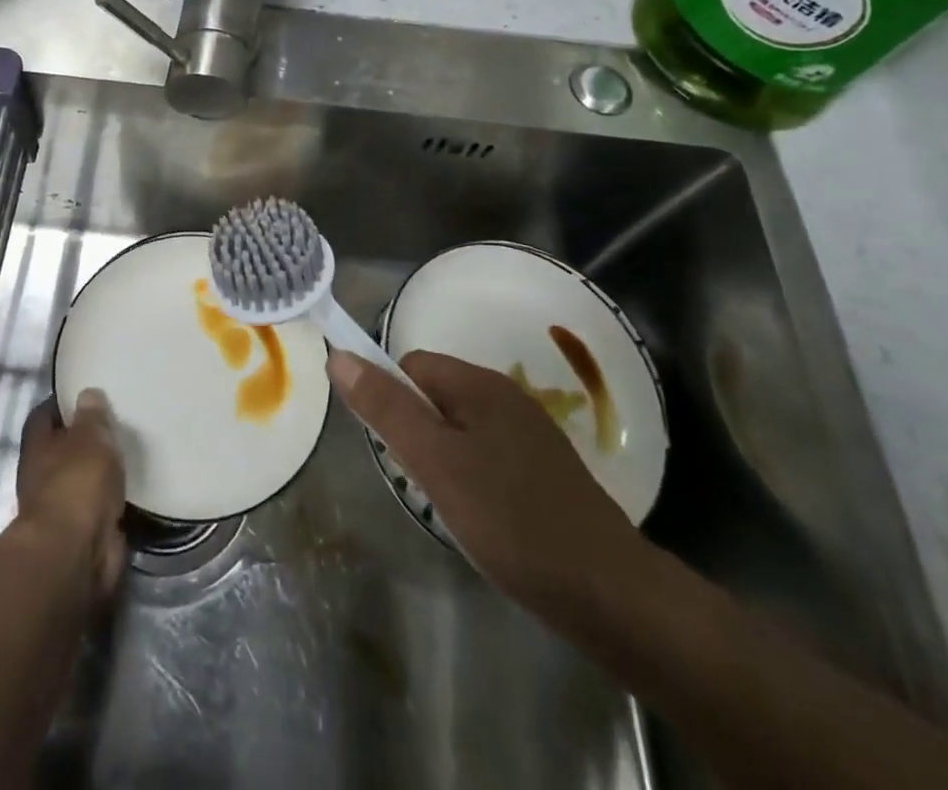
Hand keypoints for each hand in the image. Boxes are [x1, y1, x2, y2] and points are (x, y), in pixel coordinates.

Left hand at [16, 390, 126, 599]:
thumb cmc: (77, 483)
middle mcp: (43, 476)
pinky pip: (99, 505)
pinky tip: (133, 483)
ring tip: (129, 448)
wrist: (76, 553)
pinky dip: (112, 497)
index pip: (44, 415)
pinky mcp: (84, 532)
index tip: (84, 392)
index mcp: (38, 447)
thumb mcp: (90, 437)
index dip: (62, 404)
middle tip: (115, 419)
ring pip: (82, 478)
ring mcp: (62, 506)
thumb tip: (87, 394)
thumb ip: (92, 416)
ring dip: (99, 470)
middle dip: (84, 438)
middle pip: (63, 448)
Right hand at [328, 349, 649, 619]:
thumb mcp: (435, 462)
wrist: (608, 592)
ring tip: (451, 507)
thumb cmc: (510, 519)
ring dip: (443, 460)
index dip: (392, 401)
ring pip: (460, 429)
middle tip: (424, 485)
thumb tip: (339, 355)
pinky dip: (472, 479)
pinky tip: (483, 519)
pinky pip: (487, 455)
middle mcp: (505, 396)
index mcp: (479, 384)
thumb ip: (386, 408)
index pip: (411, 365)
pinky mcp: (544, 470)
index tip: (396, 452)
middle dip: (417, 435)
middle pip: (435, 396)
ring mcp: (529, 433)